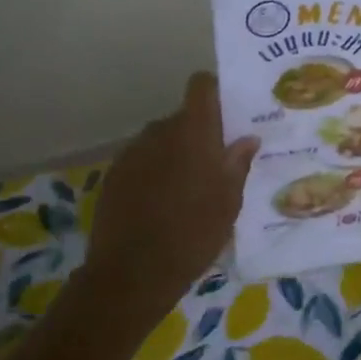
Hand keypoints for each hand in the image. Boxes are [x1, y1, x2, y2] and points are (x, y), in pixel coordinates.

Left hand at [83, 73, 259, 313]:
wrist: (133, 272)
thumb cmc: (193, 234)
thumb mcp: (228, 203)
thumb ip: (237, 164)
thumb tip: (247, 139)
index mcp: (193, 132)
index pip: (201, 86)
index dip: (214, 92)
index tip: (228, 113)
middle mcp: (159, 131)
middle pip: (182, 118)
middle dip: (198, 135)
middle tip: (215, 165)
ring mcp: (132, 152)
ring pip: (160, 141)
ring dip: (174, 155)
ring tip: (186, 191)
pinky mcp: (113, 175)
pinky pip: (141, 162)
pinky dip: (153, 173)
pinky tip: (160, 206)